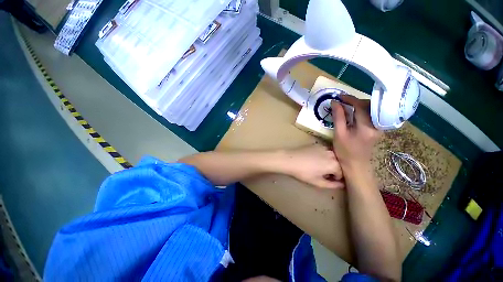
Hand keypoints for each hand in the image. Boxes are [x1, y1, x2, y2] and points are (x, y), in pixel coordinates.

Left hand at [278, 145, 343, 188]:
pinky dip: (325, 155)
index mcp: (334, 165)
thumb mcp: (318, 182)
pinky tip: (316, 158)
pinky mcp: (318, 144)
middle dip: (335, 169)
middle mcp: (332, 154)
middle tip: (325, 173)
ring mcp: (325, 148)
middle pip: (339, 163)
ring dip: (331, 161)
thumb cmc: (304, 173)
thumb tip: (342, 184)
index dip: (336, 178)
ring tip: (321, 166)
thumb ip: (332, 185)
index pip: (342, 172)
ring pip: (333, 156)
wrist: (291, 159)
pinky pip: (326, 151)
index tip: (329, 179)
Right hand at [331, 96, 381, 172]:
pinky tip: (355, 113)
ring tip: (347, 106)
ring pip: (372, 109)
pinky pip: (372, 115)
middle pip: (369, 106)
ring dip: (360, 105)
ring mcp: (379, 127)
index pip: (361, 107)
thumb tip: (334, 102)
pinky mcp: (378, 129)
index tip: (339, 97)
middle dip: (356, 101)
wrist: (356, 164)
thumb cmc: (344, 151)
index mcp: (366, 127)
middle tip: (343, 102)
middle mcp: (377, 125)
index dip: (350, 99)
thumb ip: (338, 117)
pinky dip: (363, 111)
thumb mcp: (339, 133)